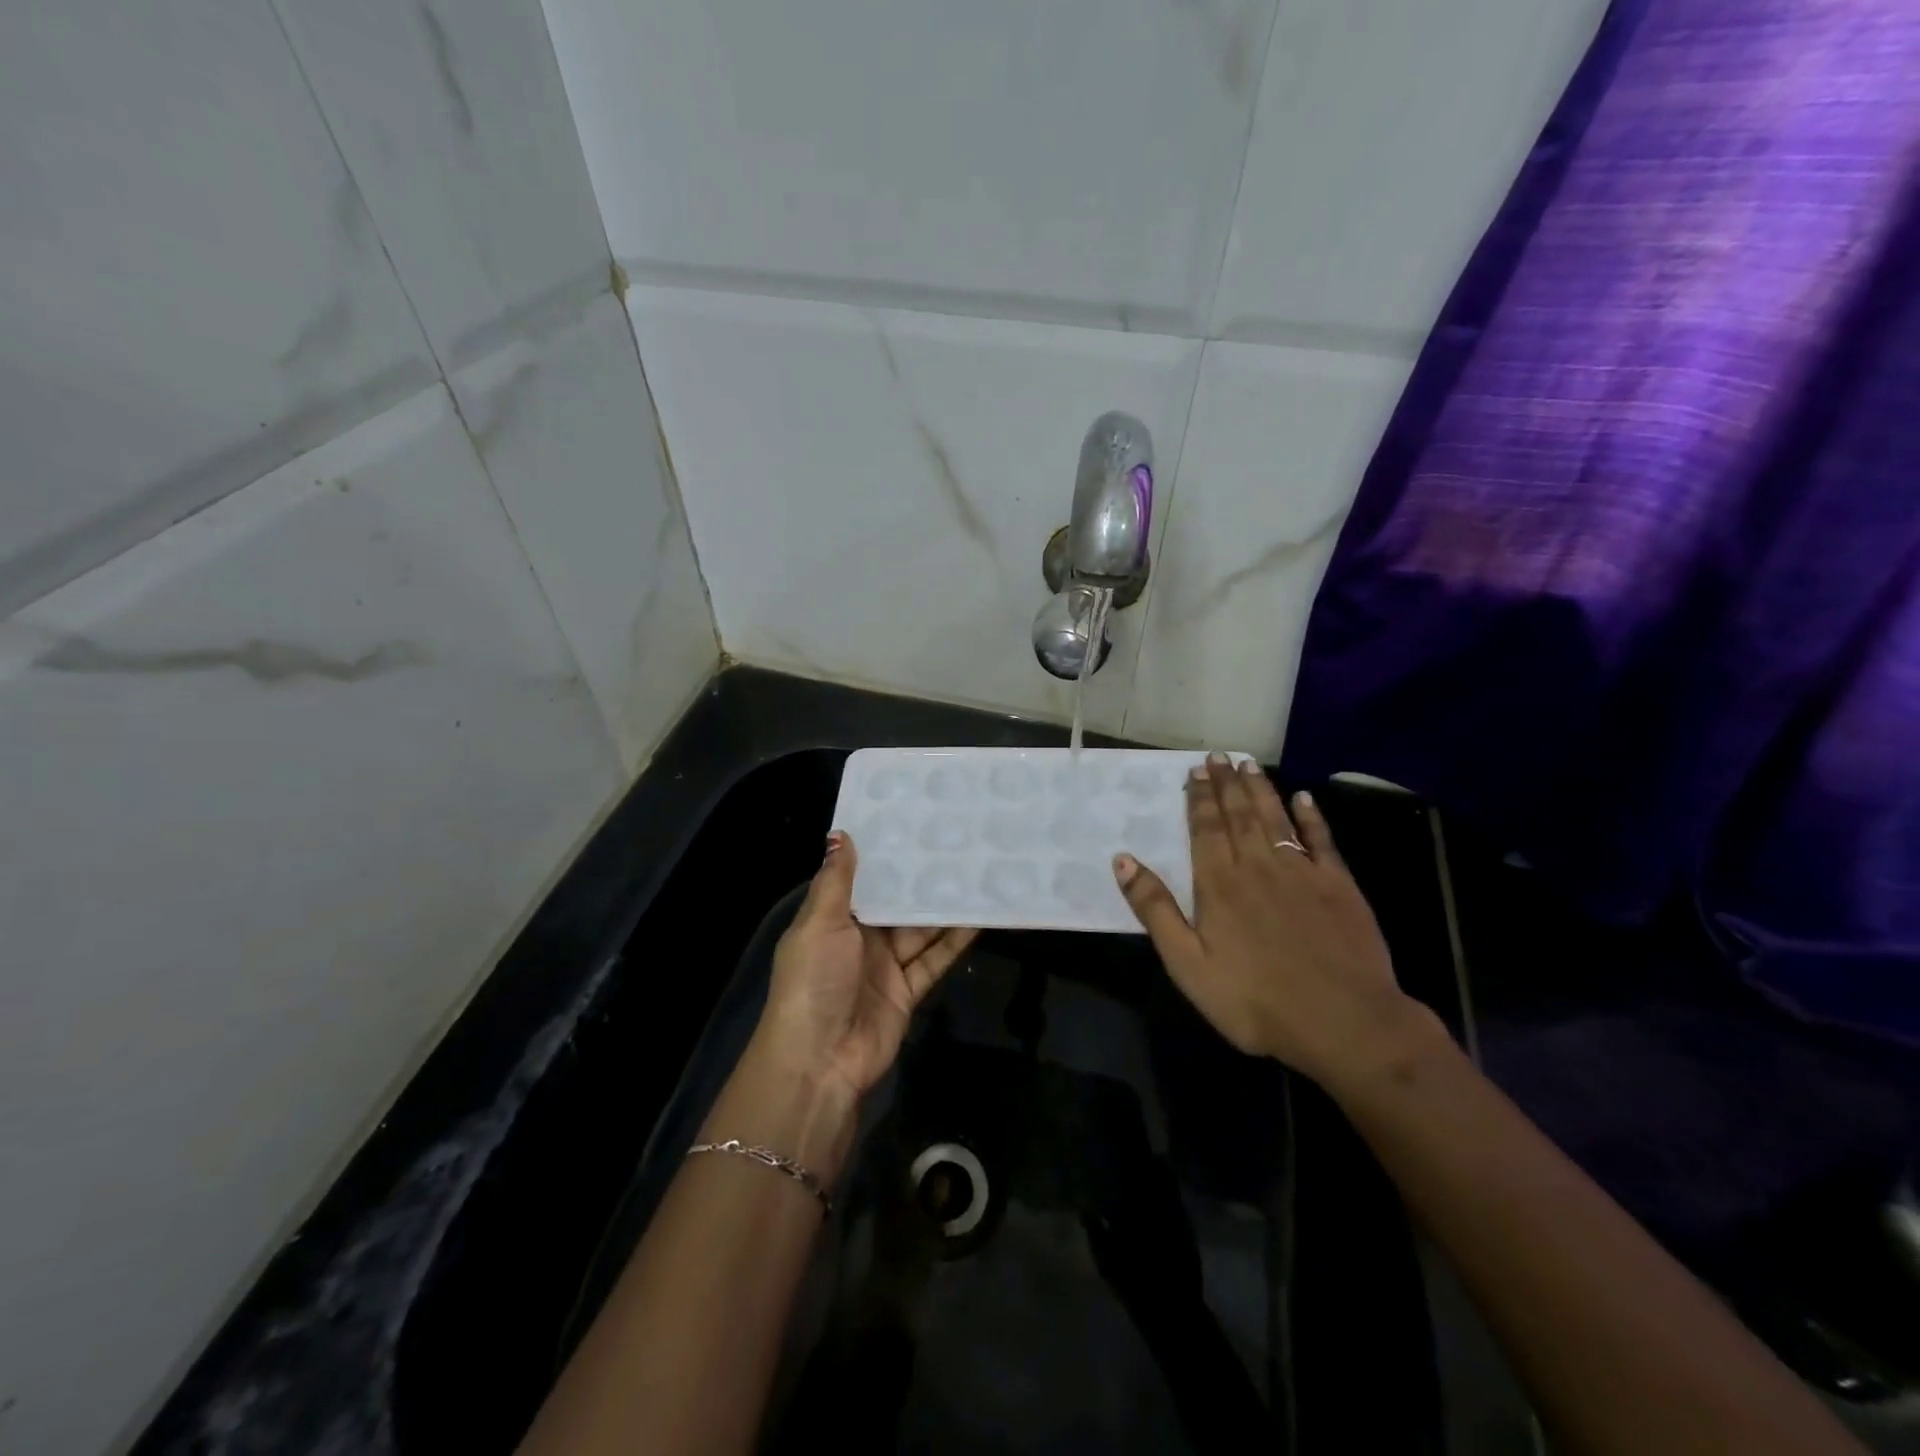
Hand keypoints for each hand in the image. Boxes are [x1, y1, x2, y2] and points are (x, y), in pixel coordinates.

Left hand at [754, 831, 978, 1102]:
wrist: (820, 1060)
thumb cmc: (814, 980)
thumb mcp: (819, 923)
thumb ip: (836, 880)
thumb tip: (840, 833)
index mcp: (832, 918)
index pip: (861, 878)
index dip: (883, 854)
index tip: (912, 821)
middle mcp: (859, 938)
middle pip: (895, 903)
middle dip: (920, 878)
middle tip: (955, 842)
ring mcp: (885, 965)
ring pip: (920, 929)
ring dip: (943, 907)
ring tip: (975, 872)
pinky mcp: (908, 990)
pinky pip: (934, 958)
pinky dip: (955, 941)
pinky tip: (980, 917)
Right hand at [1113, 754, 1423, 1086]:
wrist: (1344, 1023)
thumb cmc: (1254, 1001)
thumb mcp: (1188, 965)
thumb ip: (1155, 910)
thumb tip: (1123, 860)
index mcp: (1219, 884)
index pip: (1205, 828)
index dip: (1198, 798)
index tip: (1195, 771)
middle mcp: (1259, 866)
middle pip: (1239, 815)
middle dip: (1226, 784)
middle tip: (1218, 756)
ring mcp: (1302, 873)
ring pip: (1276, 819)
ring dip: (1260, 790)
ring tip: (1249, 765)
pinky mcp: (1339, 886)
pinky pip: (1322, 840)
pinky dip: (1312, 817)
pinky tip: (1304, 799)